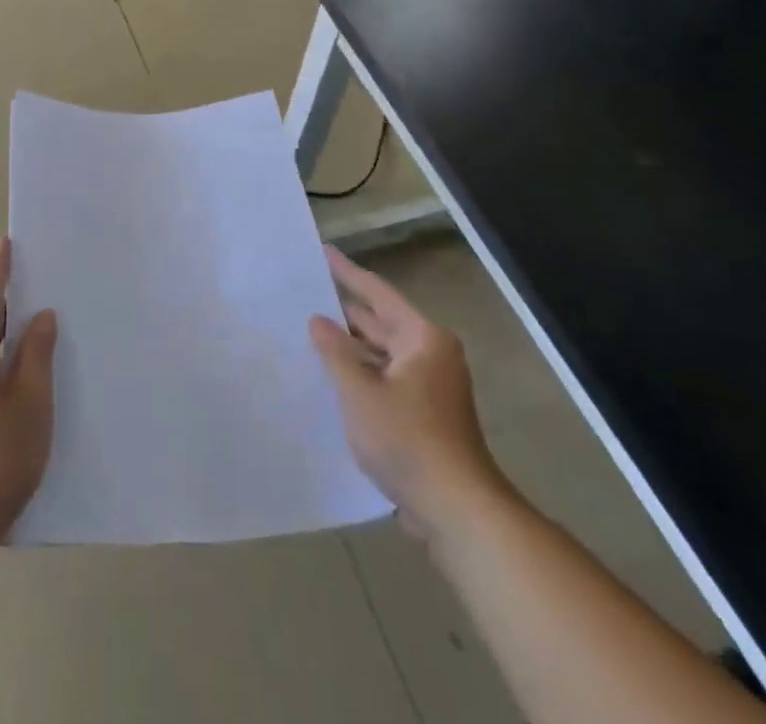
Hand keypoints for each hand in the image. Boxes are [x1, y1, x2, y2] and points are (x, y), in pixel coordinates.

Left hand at [0, 237, 56, 549]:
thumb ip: (37, 354)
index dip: (1, 269)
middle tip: (40, 282)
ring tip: (40, 325)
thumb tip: (41, 316)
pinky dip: (3, 360)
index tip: (8, 242)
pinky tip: (25, 376)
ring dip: (7, 333)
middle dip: (8, 300)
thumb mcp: (30, 401)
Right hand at [310, 247, 503, 533]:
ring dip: (351, 347)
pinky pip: (386, 379)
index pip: (377, 293)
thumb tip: (319, 321)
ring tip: (310, 332)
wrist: (458, 512)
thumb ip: (335, 352)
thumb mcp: (359, 392)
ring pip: (382, 354)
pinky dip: (362, 374)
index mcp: (422, 338)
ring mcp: (431, 387)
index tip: (322, 252)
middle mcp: (431, 355)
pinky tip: (332, 378)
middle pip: (381, 322)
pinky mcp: (426, 416)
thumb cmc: (408, 440)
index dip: (347, 273)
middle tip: (307, 292)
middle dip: (345, 311)